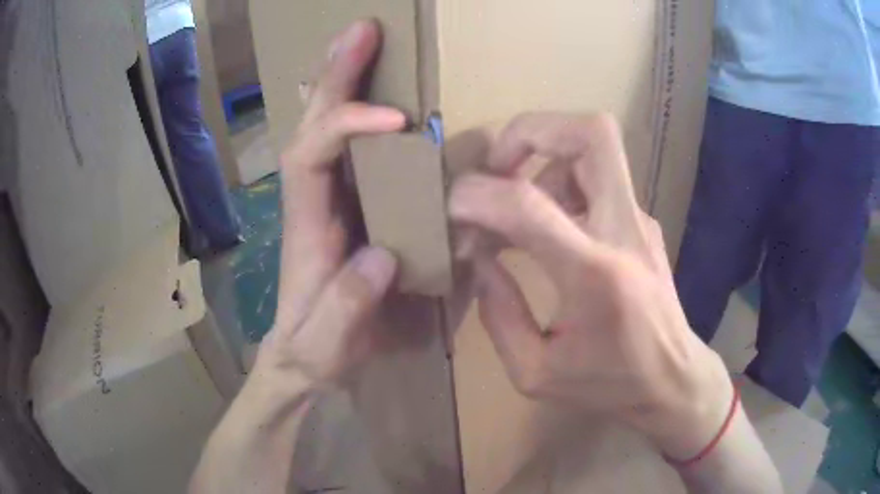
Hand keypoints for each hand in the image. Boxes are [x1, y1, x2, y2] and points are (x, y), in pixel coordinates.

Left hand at [255, 20, 404, 386]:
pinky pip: (350, 152)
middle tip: (361, 31)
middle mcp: (313, 203)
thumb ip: (346, 308)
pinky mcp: (348, 210)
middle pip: (313, 125)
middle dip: (337, 76)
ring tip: (367, 43)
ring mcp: (330, 203)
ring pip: (328, 129)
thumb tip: (382, 254)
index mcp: (306, 228)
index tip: (398, 120)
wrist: (303, 363)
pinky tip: (382, 98)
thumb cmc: (311, 354)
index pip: (313, 156)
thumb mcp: (325, 346)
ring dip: (347, 83)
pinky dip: (361, 118)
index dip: (347, 126)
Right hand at [449, 112, 734, 459]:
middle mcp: (624, 230)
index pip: (530, 203)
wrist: (673, 378)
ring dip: (543, 159)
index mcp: (596, 275)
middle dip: (532, 130)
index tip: (452, 207)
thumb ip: (498, 314)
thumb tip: (478, 257)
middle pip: (592, 132)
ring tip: (516, 205)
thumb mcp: (535, 373)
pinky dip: (560, 182)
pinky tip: (545, 226)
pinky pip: (597, 177)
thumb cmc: (609, 383)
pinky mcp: (641, 221)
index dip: (479, 194)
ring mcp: (639, 220)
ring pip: (594, 144)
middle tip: (497, 166)